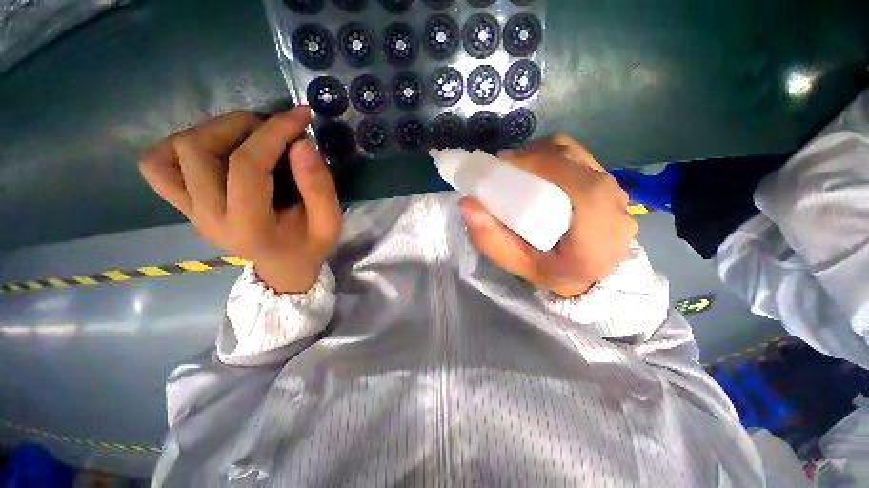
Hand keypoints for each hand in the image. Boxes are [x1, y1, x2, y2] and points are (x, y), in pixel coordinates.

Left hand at [139, 107, 339, 292]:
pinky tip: (215, 149)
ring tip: (248, 136)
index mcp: (249, 227)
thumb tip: (301, 142)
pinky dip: (180, 146)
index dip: (273, 133)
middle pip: (198, 150)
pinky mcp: (183, 203)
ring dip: (213, 130)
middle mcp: (207, 217)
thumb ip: (319, 188)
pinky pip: (158, 165)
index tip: (299, 116)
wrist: (283, 265)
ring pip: (173, 150)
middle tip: (273, 129)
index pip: (247, 166)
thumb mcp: (329, 223)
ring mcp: (189, 210)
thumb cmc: (309, 246)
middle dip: (240, 126)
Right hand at [460, 134, 637, 297]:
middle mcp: (616, 213)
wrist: (587, 278)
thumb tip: (467, 203)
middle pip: (577, 164)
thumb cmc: (551, 275)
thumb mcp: (516, 264)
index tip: (506, 164)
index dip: (545, 166)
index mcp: (598, 241)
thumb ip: (491, 240)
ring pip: (579, 157)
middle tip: (505, 169)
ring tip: (519, 170)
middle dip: (535, 157)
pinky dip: (555, 158)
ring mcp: (618, 196)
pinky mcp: (611, 187)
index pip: (581, 189)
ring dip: (544, 155)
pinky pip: (581, 159)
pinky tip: (538, 172)